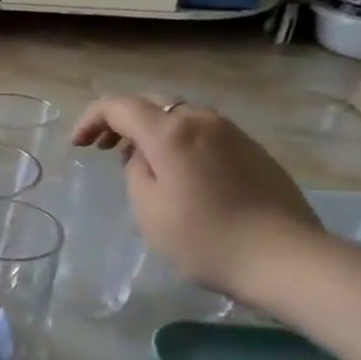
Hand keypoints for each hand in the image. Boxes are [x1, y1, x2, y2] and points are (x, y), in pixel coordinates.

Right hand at [71, 96, 322, 300]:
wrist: (283, 257)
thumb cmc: (204, 239)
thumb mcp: (149, 210)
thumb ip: (136, 173)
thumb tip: (143, 158)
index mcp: (171, 133)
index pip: (120, 107)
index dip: (92, 119)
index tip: (77, 145)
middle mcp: (202, 120)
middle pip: (152, 102)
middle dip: (120, 120)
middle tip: (101, 148)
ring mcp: (232, 132)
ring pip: (180, 115)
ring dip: (151, 130)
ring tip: (136, 161)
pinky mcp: (251, 149)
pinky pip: (202, 131)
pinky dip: (177, 140)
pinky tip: (175, 171)